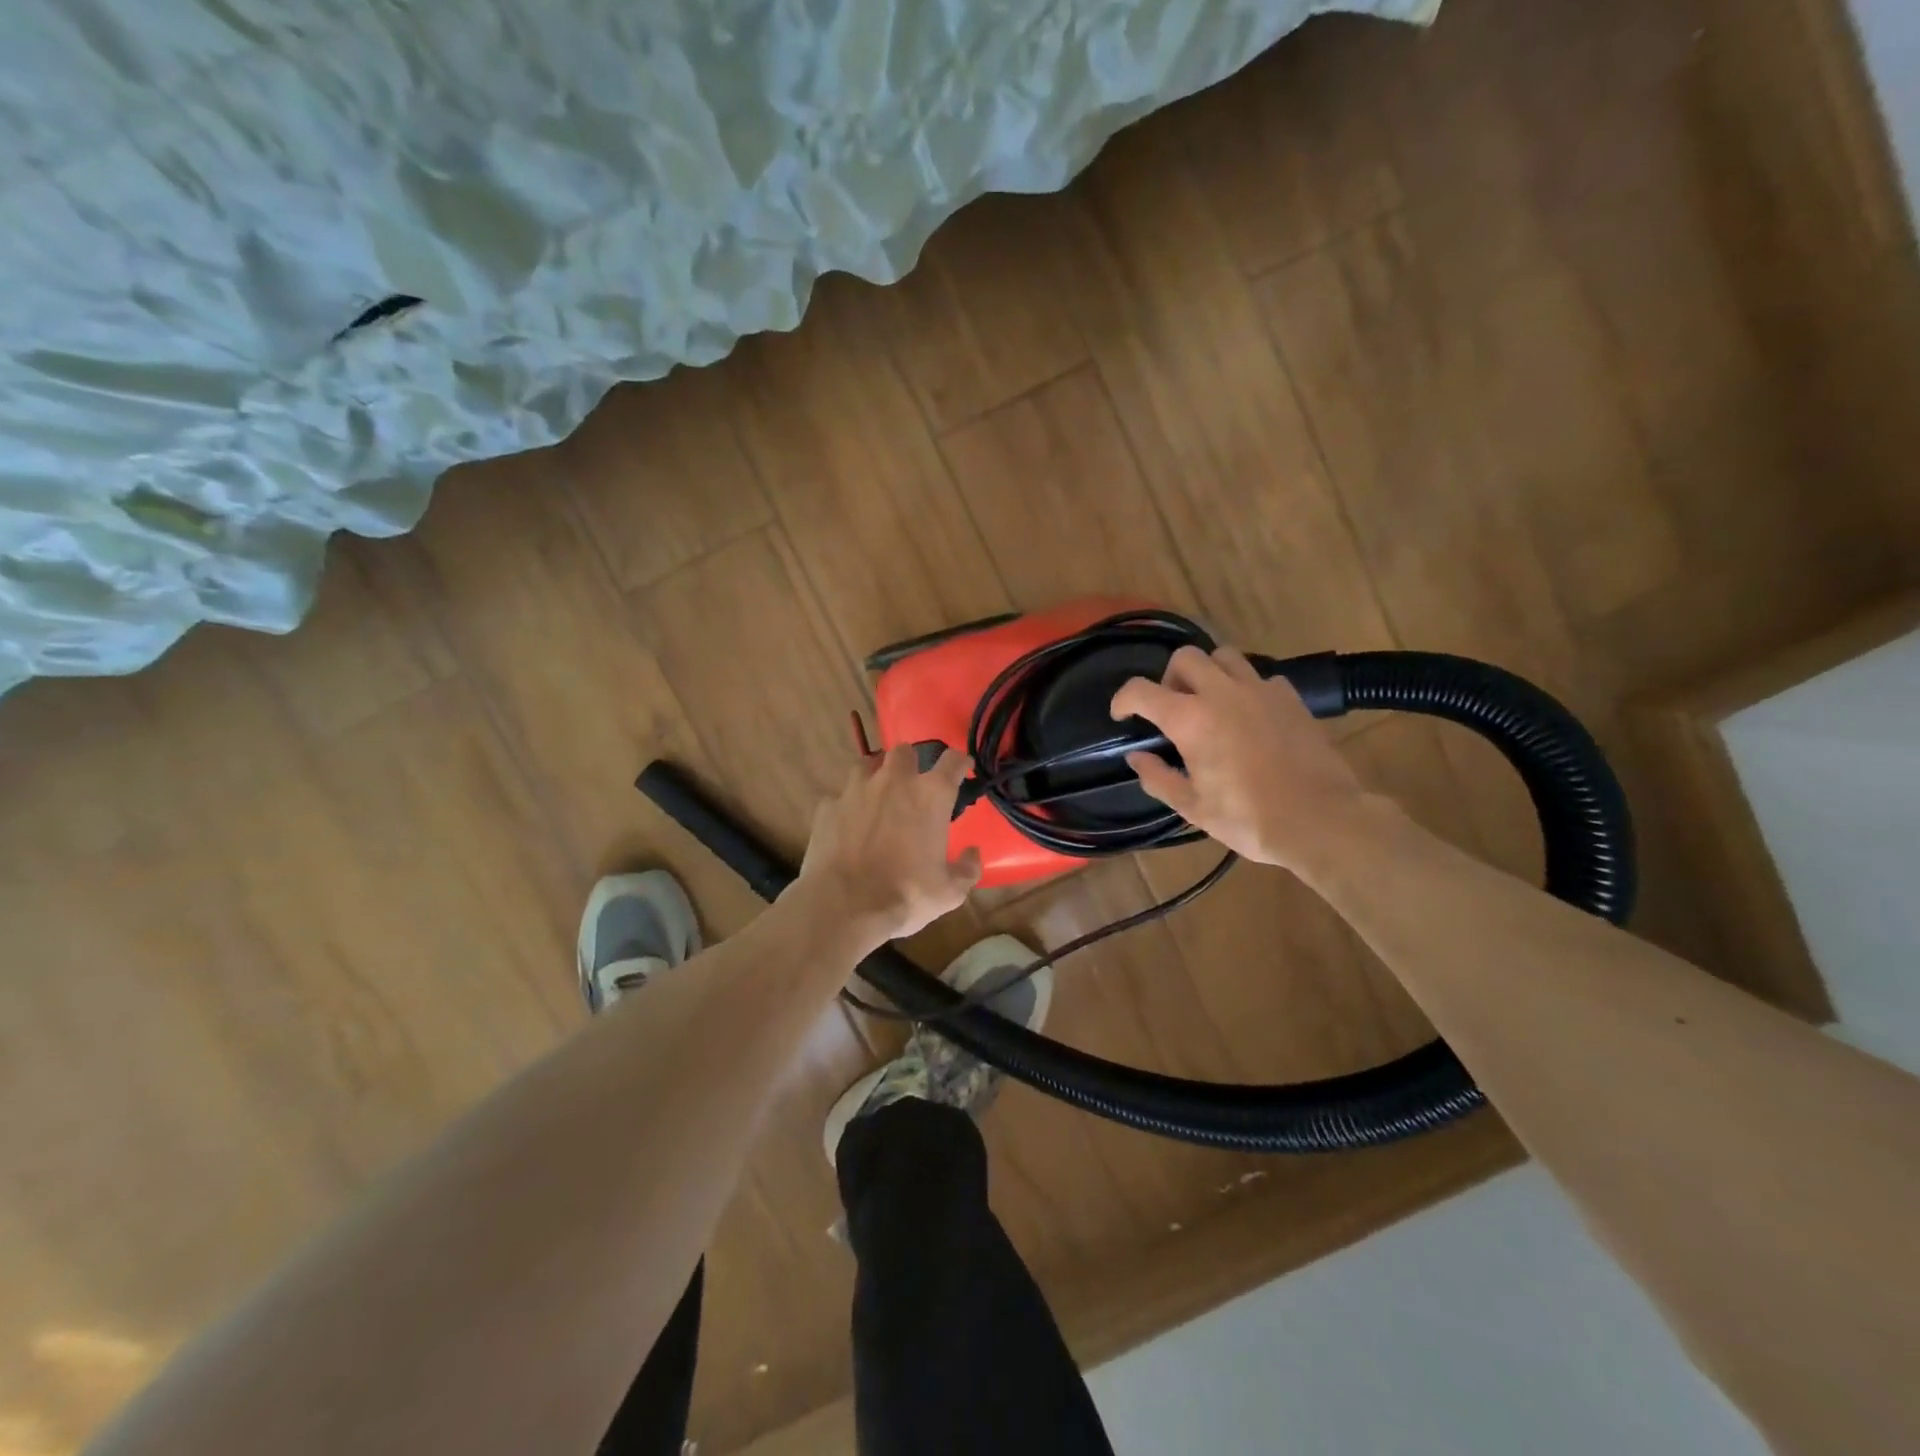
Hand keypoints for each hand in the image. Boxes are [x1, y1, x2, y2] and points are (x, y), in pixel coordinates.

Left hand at [796, 746, 981, 945]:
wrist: (845, 904)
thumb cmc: (906, 894)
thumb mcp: (950, 891)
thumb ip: (967, 869)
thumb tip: (973, 854)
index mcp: (930, 795)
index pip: (953, 760)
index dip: (960, 762)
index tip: (962, 768)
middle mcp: (894, 781)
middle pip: (904, 751)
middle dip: (910, 763)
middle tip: (912, 784)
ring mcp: (856, 790)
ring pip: (866, 764)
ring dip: (874, 775)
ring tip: (876, 797)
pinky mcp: (828, 806)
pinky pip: (839, 797)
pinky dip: (846, 807)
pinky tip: (847, 826)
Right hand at [1110, 645, 1371, 872]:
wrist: (1319, 820)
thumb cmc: (1247, 818)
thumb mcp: (1192, 807)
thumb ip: (1158, 778)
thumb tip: (1137, 758)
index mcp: (1190, 719)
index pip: (1141, 690)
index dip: (1123, 699)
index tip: (1122, 715)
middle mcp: (1221, 693)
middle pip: (1185, 657)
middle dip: (1169, 677)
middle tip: (1172, 708)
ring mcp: (1260, 690)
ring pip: (1224, 656)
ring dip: (1208, 673)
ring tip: (1210, 703)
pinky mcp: (1290, 697)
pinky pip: (1260, 676)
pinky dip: (1246, 688)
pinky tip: (1249, 715)